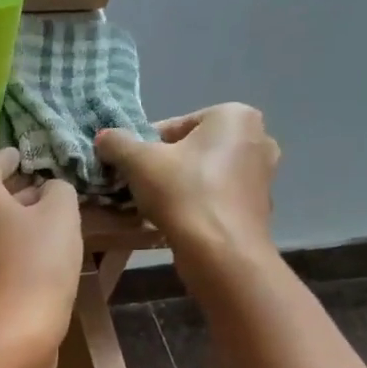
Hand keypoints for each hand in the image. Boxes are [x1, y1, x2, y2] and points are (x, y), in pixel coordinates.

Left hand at [0, 148, 83, 367]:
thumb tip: (47, 189)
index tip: (22, 154)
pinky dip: (2, 241)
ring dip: (7, 216)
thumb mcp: (62, 215)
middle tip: (37, 185)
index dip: (10, 157)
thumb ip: (57, 190)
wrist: (13, 330)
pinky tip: (27, 249)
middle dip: (9, 188)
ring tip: (38, 216)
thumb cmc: (38, 263)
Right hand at [96, 104, 281, 261]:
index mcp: (234, 115)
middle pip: (191, 149)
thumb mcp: (138, 162)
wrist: (221, 251)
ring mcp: (263, 173)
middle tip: (140, 188)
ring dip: (179, 185)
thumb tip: (104, 137)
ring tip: (155, 206)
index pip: (173, 126)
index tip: (128, 169)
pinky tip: (180, 221)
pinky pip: (217, 196)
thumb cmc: (183, 194)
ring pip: (204, 173)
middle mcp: (257, 137)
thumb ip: (117, 143)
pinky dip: (198, 204)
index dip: (143, 148)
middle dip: (164, 166)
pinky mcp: (259, 204)